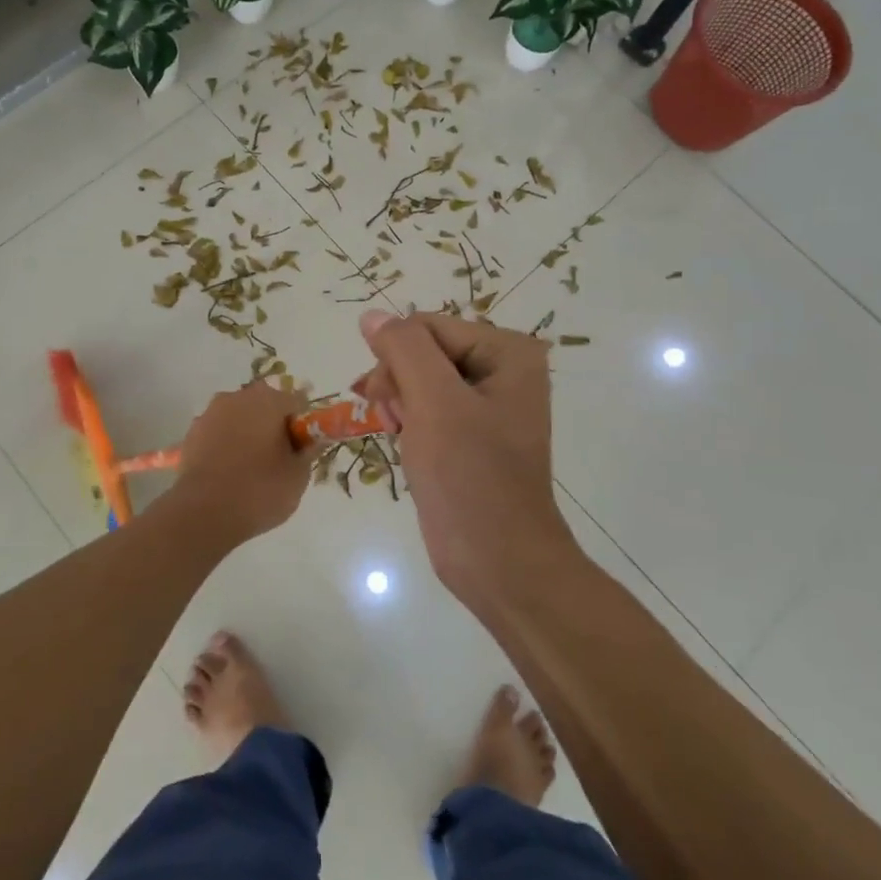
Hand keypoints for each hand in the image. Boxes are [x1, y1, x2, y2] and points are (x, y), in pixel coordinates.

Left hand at [166, 380, 311, 546]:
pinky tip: (228, 474)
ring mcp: (210, 413)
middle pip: (264, 407)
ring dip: (247, 435)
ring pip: (238, 419)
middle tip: (278, 461)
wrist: (203, 513)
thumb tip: (312, 440)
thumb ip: (309, 451)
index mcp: (268, 399)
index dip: (303, 427)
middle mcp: (237, 397)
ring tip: (250, 470)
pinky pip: (218, 435)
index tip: (302, 451)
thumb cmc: (259, 490)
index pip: (296, 403)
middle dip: (273, 427)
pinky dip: (225, 447)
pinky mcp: (191, 434)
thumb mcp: (298, 476)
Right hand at [354, 309, 575, 608]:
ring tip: (399, 436)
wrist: (499, 563)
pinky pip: (429, 408)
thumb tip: (372, 315)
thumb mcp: (434, 402)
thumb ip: (403, 349)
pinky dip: (410, 422)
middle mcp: (503, 370)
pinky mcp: (473, 435)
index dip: (397, 359)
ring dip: (399, 403)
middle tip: (392, 421)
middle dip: (398, 382)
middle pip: (424, 351)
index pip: (427, 327)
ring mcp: (489, 404)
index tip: (385, 401)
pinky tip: (407, 446)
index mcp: (508, 353)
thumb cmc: (470, 477)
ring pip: (420, 379)